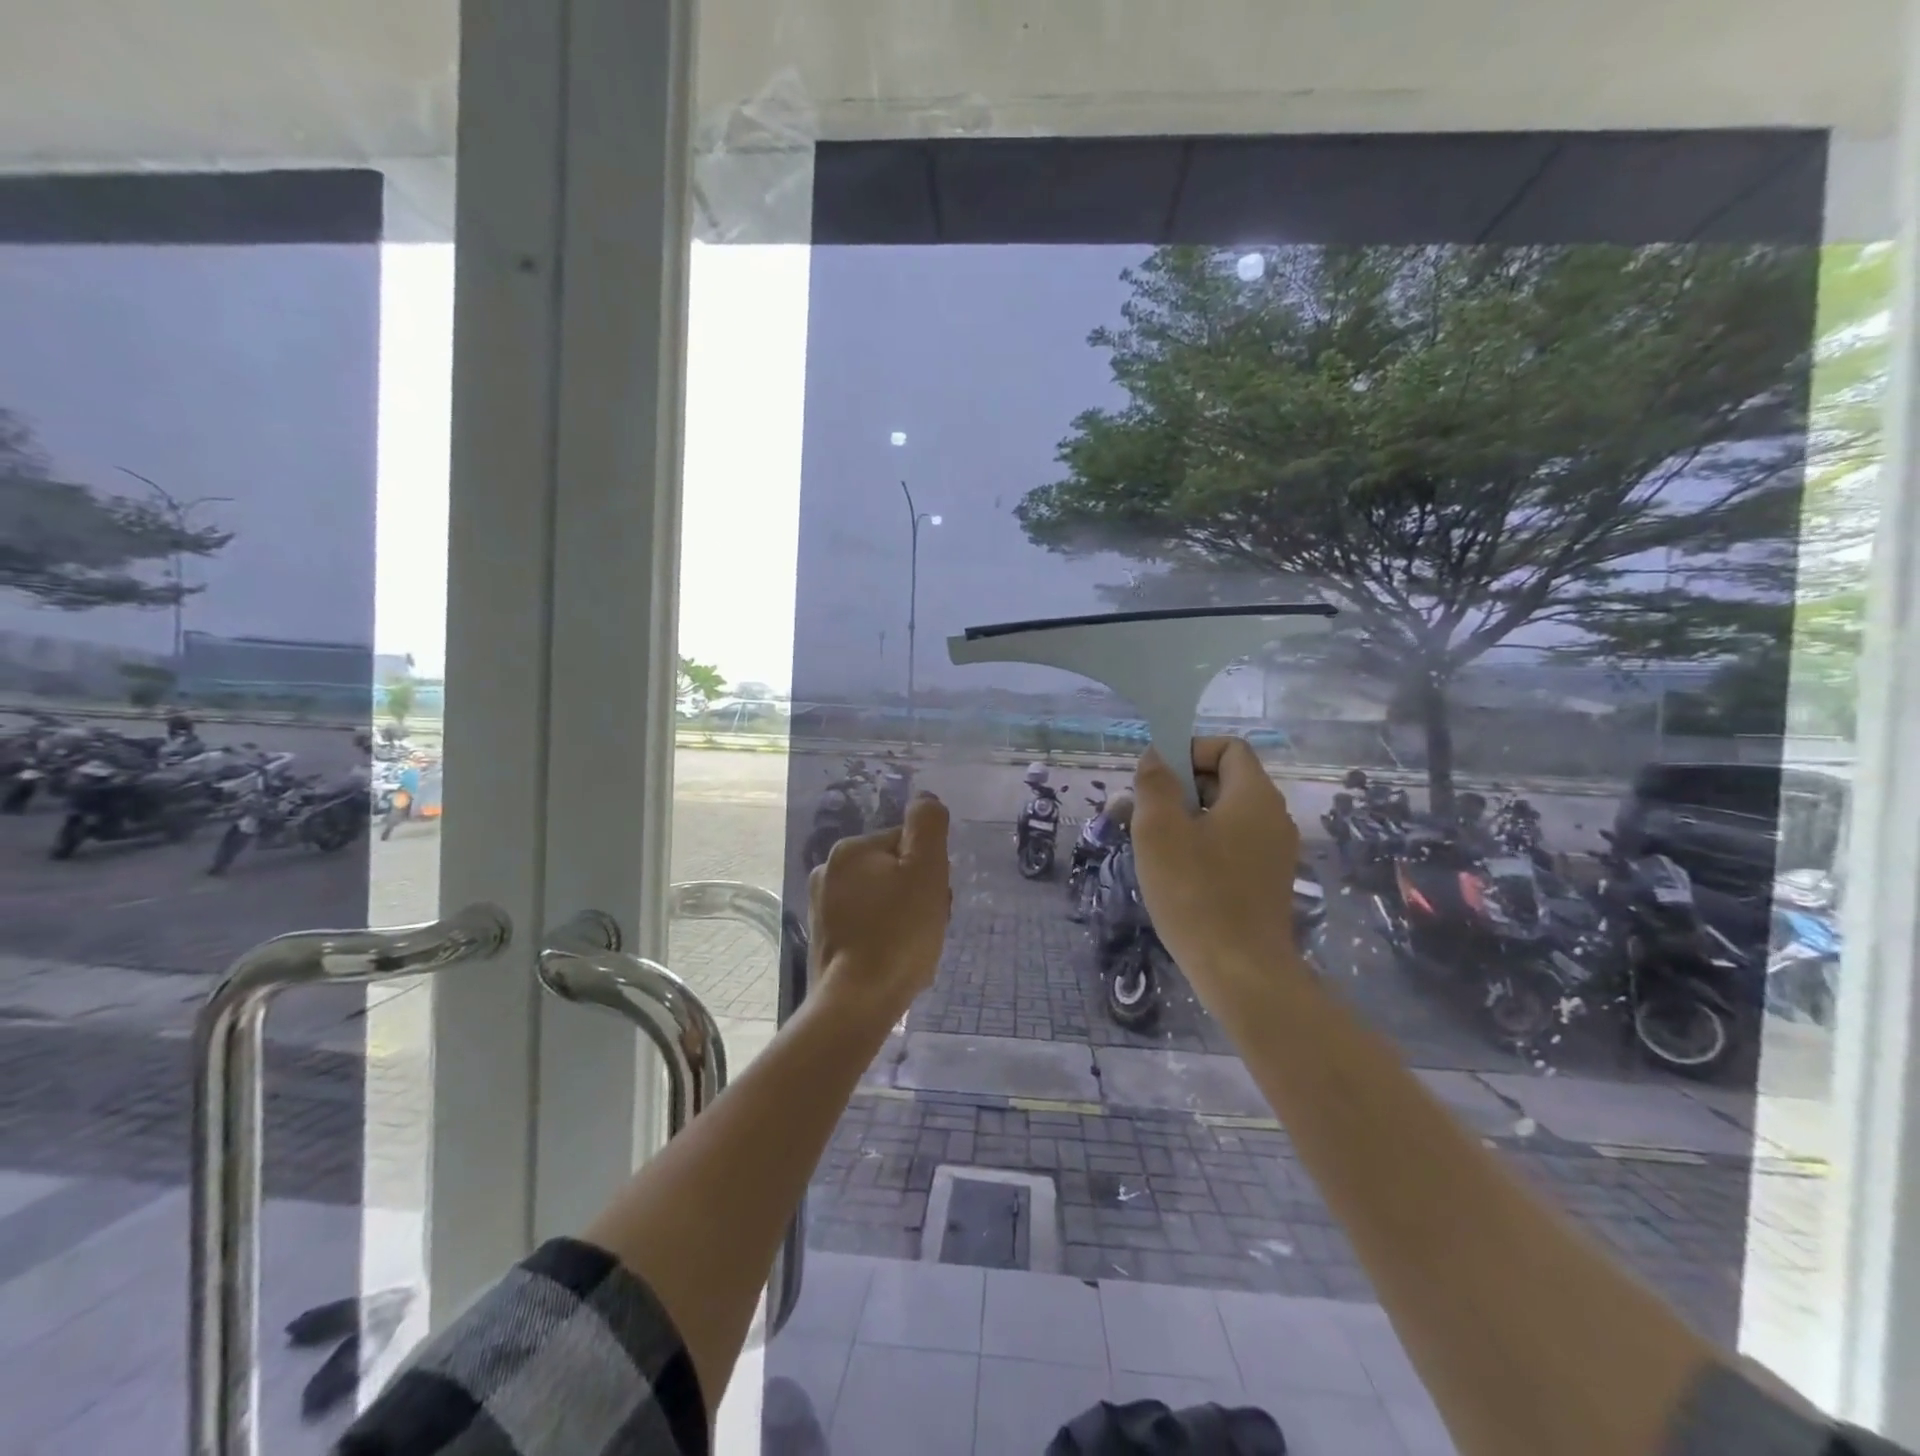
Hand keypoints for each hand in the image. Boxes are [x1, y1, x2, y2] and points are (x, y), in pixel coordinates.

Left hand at [808, 792, 952, 1025]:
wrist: (857, 1003)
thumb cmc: (899, 934)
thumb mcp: (926, 870)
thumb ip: (928, 826)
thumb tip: (926, 799)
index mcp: (850, 850)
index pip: (907, 845)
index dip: (929, 871)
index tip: (934, 900)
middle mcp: (828, 872)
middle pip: (893, 872)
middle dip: (916, 895)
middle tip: (927, 927)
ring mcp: (821, 908)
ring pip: (881, 900)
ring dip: (903, 917)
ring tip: (913, 949)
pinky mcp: (824, 940)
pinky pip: (866, 926)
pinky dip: (884, 937)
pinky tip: (893, 961)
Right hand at [1132, 737, 1303, 997]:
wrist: (1241, 972)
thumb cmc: (1195, 892)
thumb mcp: (1159, 830)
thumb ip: (1155, 784)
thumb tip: (1156, 758)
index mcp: (1254, 796)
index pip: (1229, 748)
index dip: (1190, 751)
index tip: (1156, 777)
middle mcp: (1273, 818)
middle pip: (1225, 781)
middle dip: (1179, 787)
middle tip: (1140, 812)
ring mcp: (1274, 853)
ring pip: (1224, 817)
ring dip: (1185, 819)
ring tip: (1147, 844)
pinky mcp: (1266, 883)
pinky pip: (1231, 847)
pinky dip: (1201, 847)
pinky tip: (1172, 873)